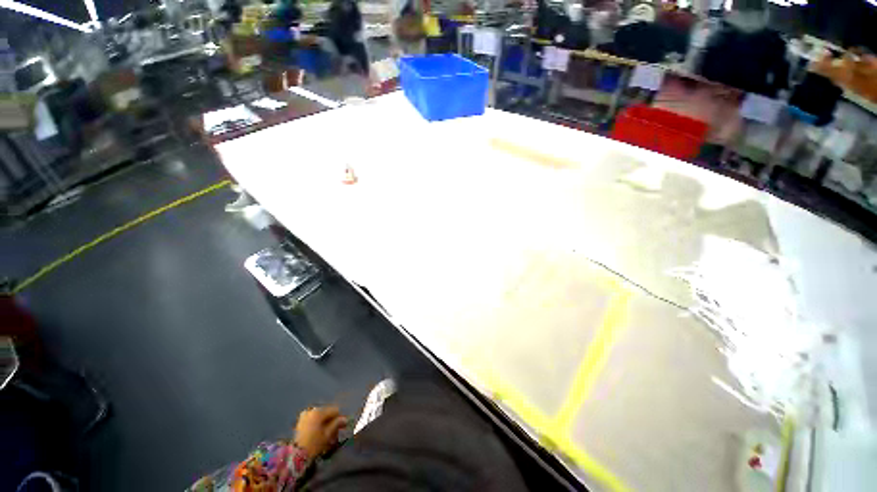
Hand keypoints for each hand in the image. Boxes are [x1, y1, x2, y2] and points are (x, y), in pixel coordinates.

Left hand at [294, 406, 347, 458]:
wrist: (295, 455)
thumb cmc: (314, 444)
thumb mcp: (327, 435)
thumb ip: (337, 424)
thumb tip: (345, 419)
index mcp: (319, 412)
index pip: (335, 410)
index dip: (339, 418)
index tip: (341, 427)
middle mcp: (312, 410)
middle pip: (327, 412)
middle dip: (332, 421)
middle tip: (334, 432)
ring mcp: (305, 415)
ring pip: (320, 416)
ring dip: (325, 422)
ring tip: (326, 434)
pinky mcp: (301, 421)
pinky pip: (313, 419)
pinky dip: (318, 423)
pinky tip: (318, 433)